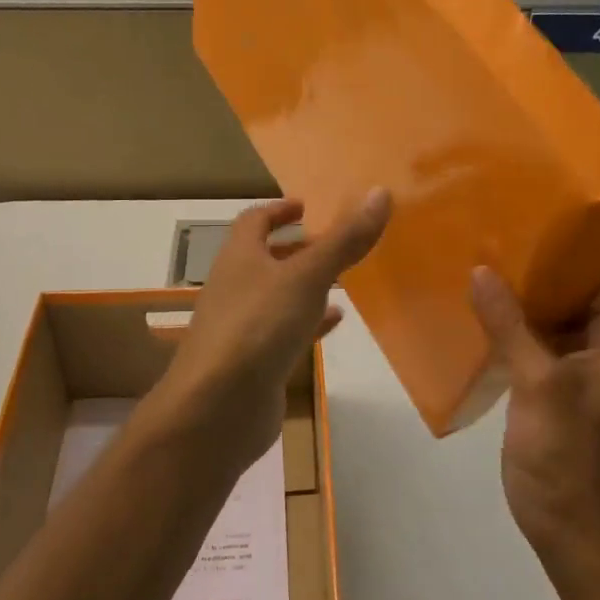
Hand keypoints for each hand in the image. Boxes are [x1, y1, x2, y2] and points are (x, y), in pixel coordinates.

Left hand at [153, 191, 391, 469]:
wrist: (219, 406)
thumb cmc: (259, 326)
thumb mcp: (307, 277)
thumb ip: (344, 240)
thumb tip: (380, 193)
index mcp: (239, 257)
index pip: (254, 221)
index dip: (279, 210)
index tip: (307, 207)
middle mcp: (235, 287)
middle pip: (265, 259)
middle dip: (298, 249)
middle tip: (336, 242)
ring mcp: (243, 327)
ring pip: (277, 297)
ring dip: (305, 286)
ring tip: (343, 279)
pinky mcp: (255, 362)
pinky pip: (285, 332)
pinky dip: (309, 323)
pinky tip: (336, 322)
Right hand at [469, 268, 599, 552]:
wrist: (571, 526)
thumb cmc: (565, 452)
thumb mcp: (537, 382)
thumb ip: (509, 323)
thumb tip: (482, 271)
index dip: (564, 249)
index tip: (521, 223)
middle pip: (578, 295)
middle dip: (536, 273)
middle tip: (490, 242)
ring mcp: (590, 371)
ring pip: (558, 321)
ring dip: (524, 303)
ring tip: (480, 269)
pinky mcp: (565, 390)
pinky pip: (544, 347)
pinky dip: (518, 333)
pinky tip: (481, 316)